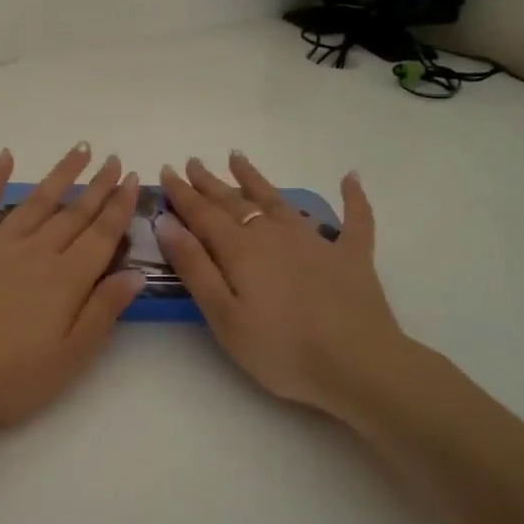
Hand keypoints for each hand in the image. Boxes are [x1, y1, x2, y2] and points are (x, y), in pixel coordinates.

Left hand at [0, 144, 145, 433]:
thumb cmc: (11, 377)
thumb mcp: (71, 356)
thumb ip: (103, 310)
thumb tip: (136, 272)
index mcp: (65, 279)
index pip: (101, 234)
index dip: (119, 206)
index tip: (131, 179)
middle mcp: (35, 252)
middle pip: (73, 213)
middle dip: (97, 185)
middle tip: (113, 159)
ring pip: (36, 202)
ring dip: (60, 175)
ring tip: (79, 151)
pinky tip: (6, 158)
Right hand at [156, 154, 419, 422]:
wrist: (358, 365)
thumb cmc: (280, 349)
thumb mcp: (223, 315)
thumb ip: (194, 266)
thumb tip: (167, 222)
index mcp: (240, 250)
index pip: (202, 213)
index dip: (182, 193)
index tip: (166, 170)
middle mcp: (274, 235)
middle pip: (235, 202)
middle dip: (210, 183)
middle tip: (193, 162)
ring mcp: (316, 242)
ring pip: (278, 201)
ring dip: (256, 179)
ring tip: (238, 158)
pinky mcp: (351, 256)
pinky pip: (354, 219)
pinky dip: (352, 198)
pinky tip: (349, 178)